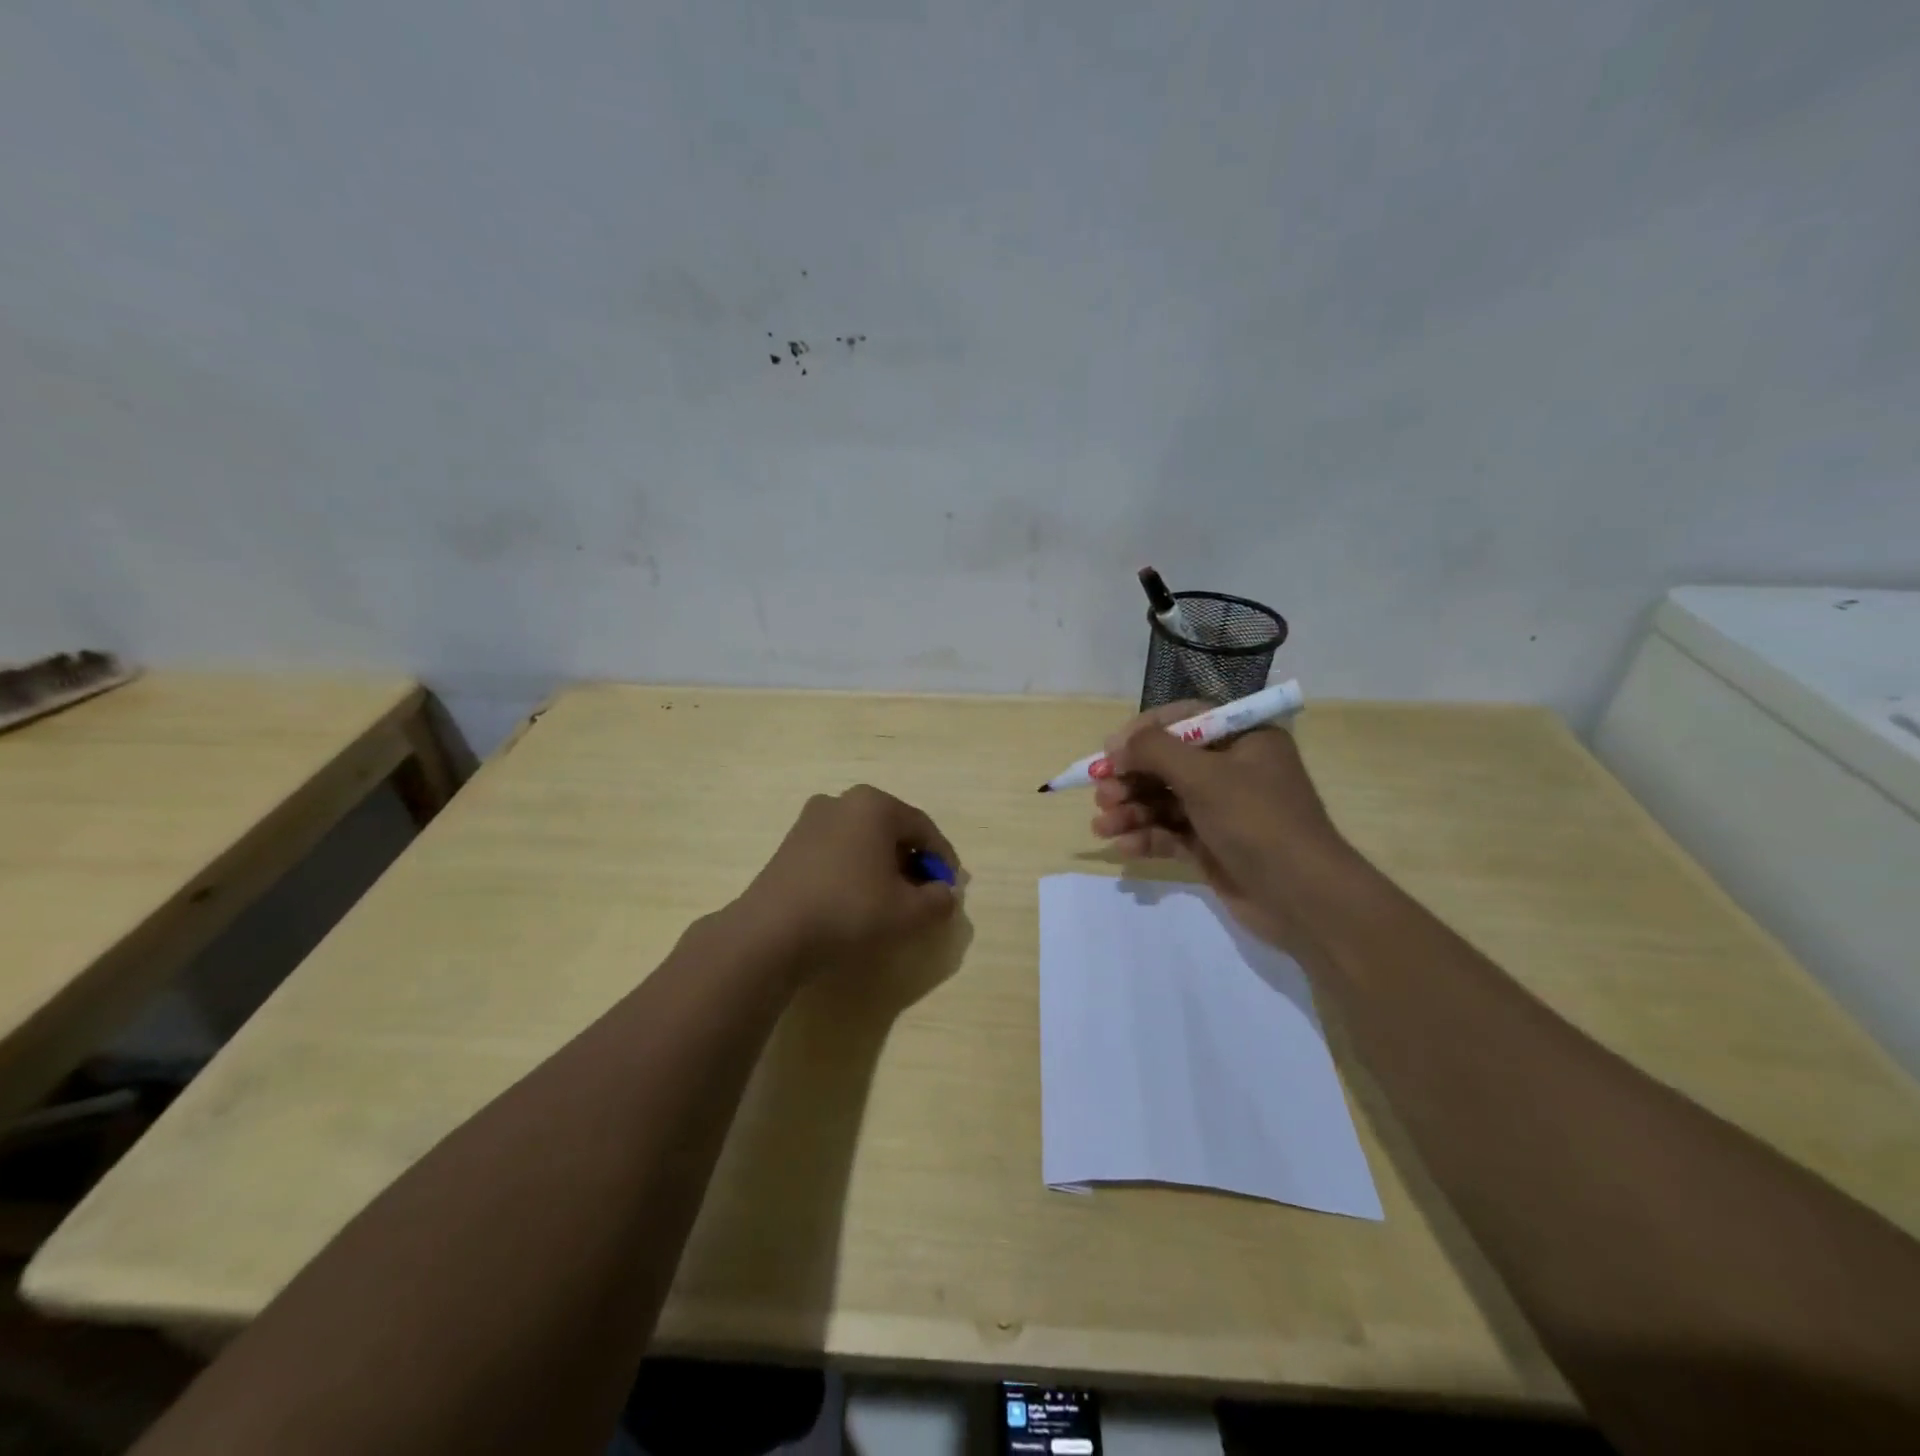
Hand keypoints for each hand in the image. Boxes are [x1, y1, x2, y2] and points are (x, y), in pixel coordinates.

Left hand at [741, 785, 960, 964]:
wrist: (771, 932)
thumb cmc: (849, 911)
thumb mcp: (908, 912)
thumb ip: (939, 900)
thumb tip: (944, 893)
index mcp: (875, 805)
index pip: (924, 829)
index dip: (943, 860)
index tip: (950, 889)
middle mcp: (842, 801)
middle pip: (892, 831)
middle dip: (912, 862)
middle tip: (922, 896)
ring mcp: (811, 820)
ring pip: (863, 841)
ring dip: (883, 866)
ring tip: (889, 901)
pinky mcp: (791, 844)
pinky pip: (838, 851)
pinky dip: (854, 870)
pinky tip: (855, 901)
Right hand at [1090, 701, 1364, 954]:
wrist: (1303, 897)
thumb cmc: (1257, 820)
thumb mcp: (1204, 775)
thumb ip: (1154, 751)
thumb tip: (1115, 745)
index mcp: (1243, 739)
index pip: (1184, 720)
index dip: (1143, 733)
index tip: (1110, 751)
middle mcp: (1233, 769)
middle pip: (1168, 763)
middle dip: (1131, 779)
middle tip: (1102, 794)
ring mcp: (1222, 810)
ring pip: (1164, 800)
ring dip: (1131, 810)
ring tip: (1103, 825)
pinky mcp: (1213, 846)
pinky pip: (1171, 833)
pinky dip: (1146, 837)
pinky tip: (1123, 846)